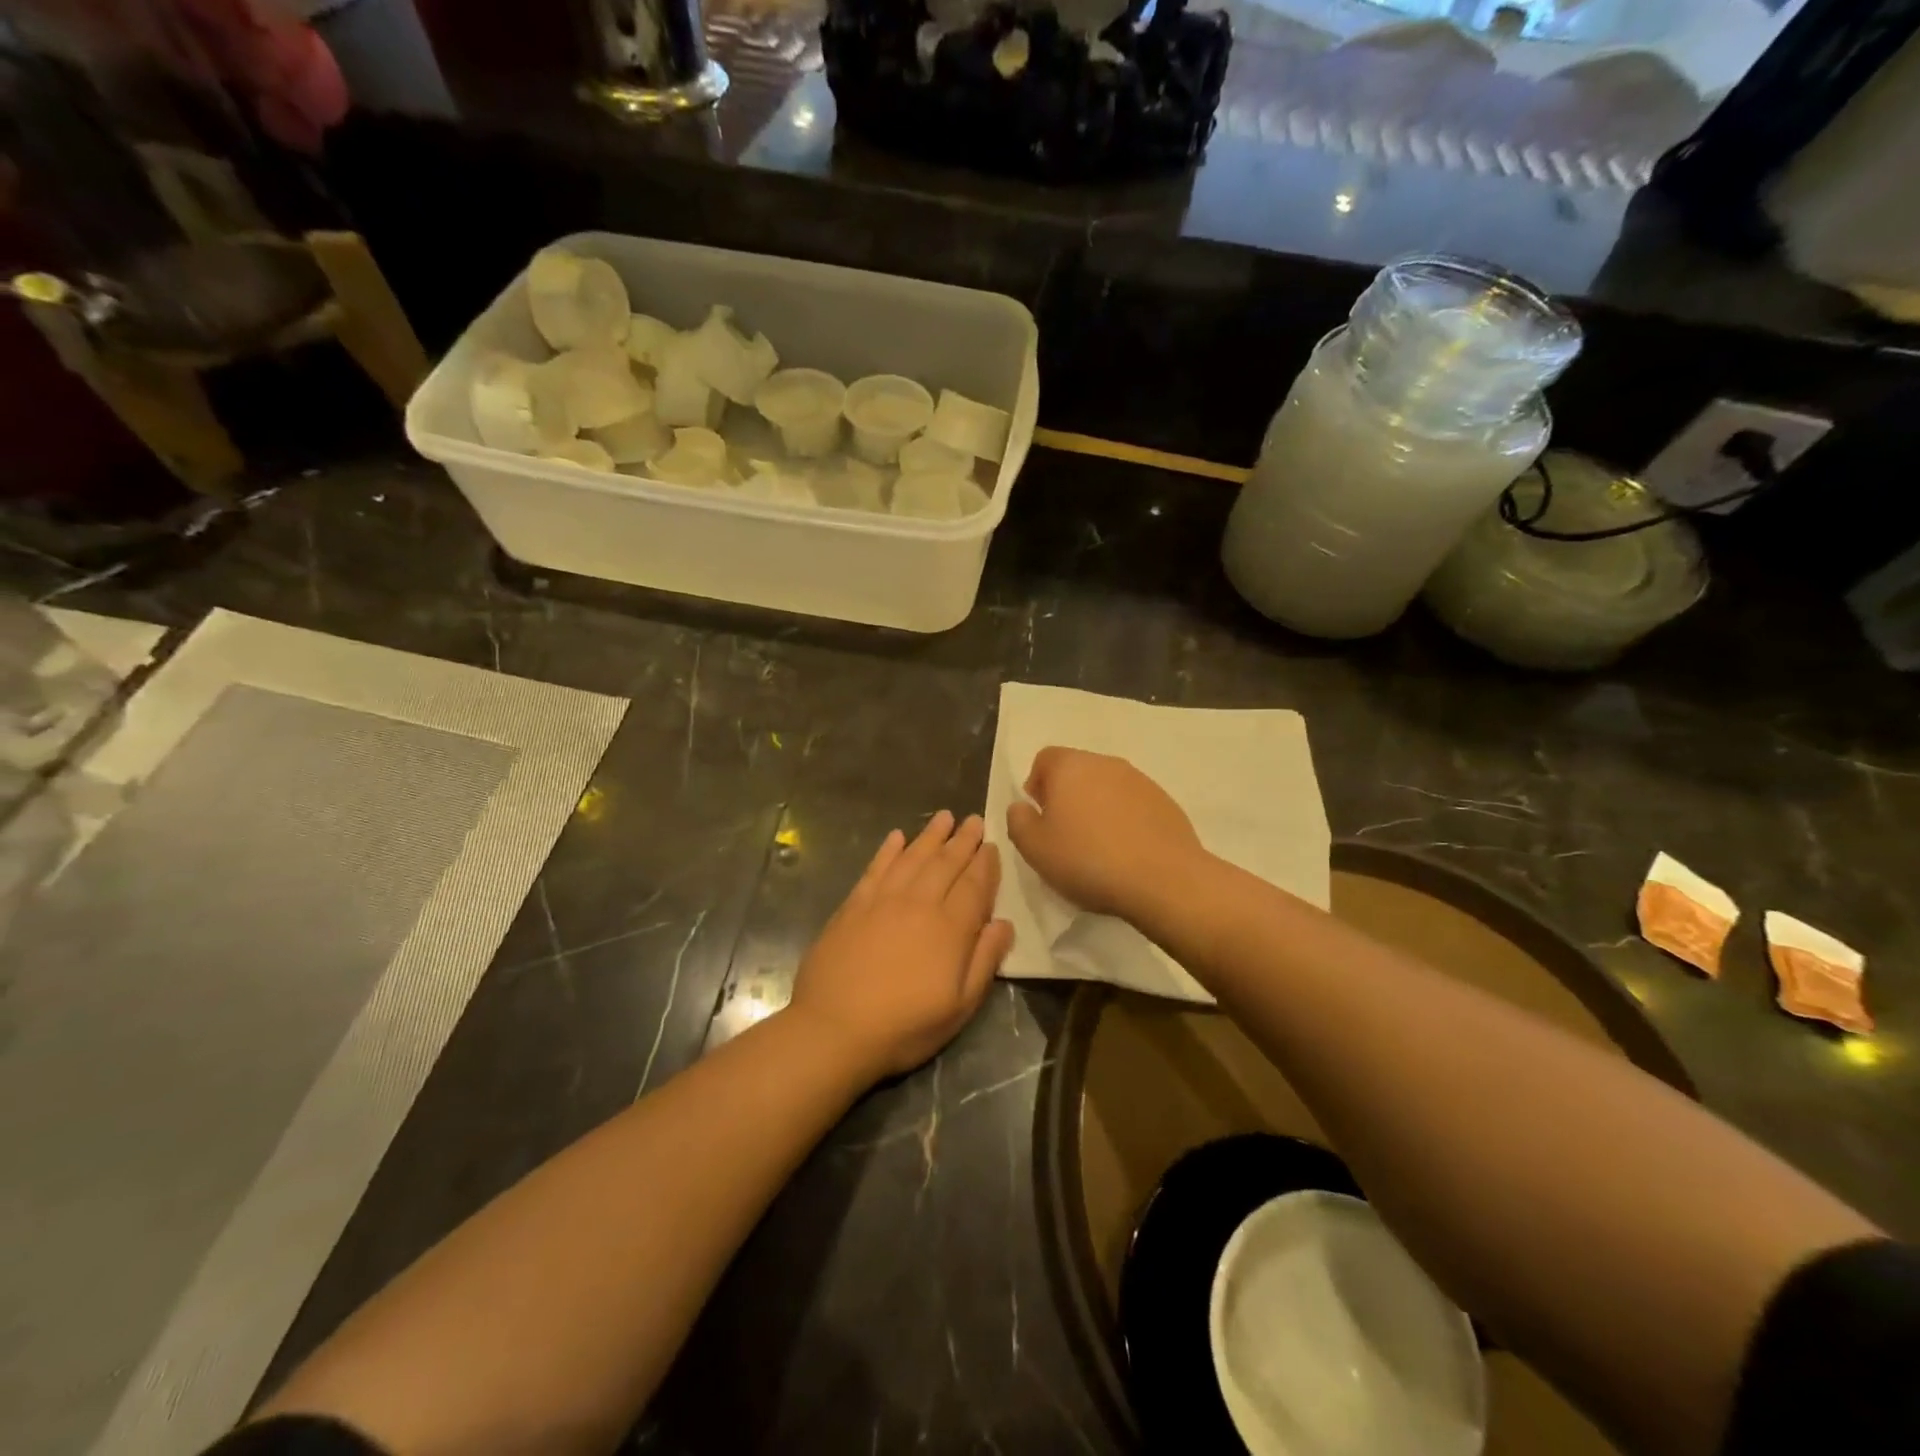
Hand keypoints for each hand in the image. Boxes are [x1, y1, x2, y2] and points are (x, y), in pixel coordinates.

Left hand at [788, 811, 1013, 1082]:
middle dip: (963, 840)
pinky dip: (888, 850)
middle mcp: (919, 904)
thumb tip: (1004, 923)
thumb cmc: (904, 1026)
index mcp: (950, 928)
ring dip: (930, 836)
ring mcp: (883, 900)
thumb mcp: (959, 1007)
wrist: (834, 1029)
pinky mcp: (854, 905)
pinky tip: (896, 836)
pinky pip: (876, 868)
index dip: (985, 865)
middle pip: (946, 863)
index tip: (992, 846)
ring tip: (944, 817)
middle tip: (974, 820)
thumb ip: (984, 961)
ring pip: (913, 858)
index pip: (974, 886)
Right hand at [1005, 748, 1206, 919]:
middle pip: (1078, 771)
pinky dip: (1125, 821)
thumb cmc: (1087, 860)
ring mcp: (1140, 780)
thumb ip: (1018, 821)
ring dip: (1098, 808)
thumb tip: (1022, 806)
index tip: (1040, 818)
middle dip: (1067, 797)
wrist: (1163, 880)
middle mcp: (1106, 763)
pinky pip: (1134, 805)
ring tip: (1097, 847)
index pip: (1045, 759)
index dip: (1037, 785)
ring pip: (1107, 787)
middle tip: (1065, 835)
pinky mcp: (1166, 802)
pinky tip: (1126, 853)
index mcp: (1070, 766)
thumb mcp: (1034, 848)